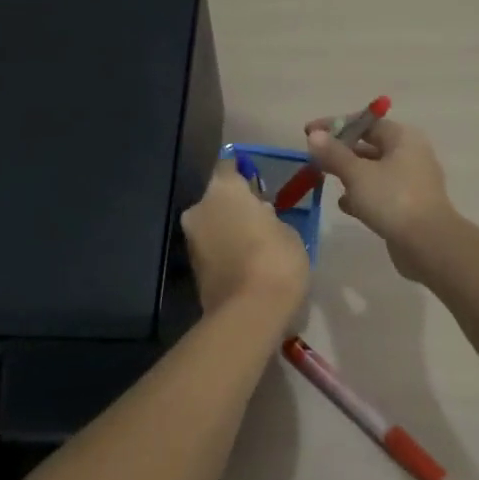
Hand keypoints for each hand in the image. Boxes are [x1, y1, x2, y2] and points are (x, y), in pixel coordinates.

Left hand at [180, 164, 310, 316]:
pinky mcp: (191, 267)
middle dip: (233, 205)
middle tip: (258, 216)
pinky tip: (244, 260)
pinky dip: (223, 249)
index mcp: (224, 189)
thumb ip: (269, 217)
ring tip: (254, 242)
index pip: (228, 166)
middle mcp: (199, 208)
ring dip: (227, 228)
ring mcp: (190, 239)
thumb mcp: (288, 231)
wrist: (249, 313)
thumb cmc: (276, 260)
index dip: (242, 172)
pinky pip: (210, 247)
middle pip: (217, 197)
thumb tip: (259, 215)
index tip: (256, 181)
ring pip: (211, 223)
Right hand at [305, 116, 456, 281]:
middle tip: (315, 159)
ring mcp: (411, 182)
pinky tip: (345, 206)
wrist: (428, 244)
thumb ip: (334, 153)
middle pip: (370, 146)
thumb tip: (315, 135)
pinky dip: (362, 196)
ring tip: (325, 180)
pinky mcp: (408, 206)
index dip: (336, 125)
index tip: (309, 132)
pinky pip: (380, 193)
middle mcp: (410, 154)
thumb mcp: (357, 173)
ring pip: (374, 171)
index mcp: (403, 138)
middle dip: (341, 152)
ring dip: (350, 175)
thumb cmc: (392, 199)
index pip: (365, 122)